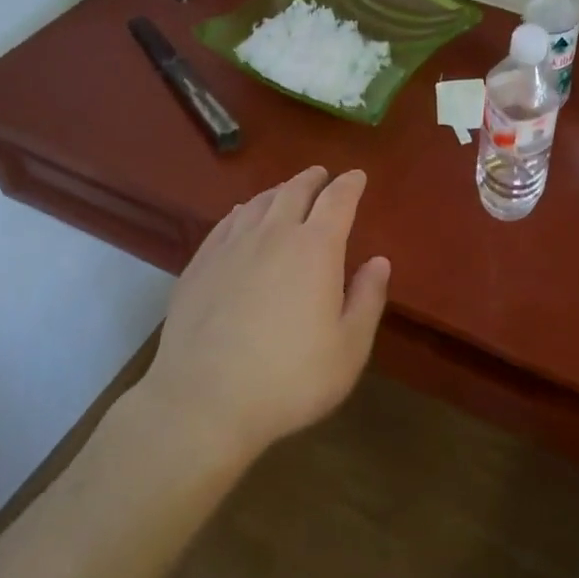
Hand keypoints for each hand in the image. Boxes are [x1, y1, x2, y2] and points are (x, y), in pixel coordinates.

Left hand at [137, 166, 390, 466]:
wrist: (203, 402)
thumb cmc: (289, 379)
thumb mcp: (348, 349)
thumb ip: (367, 299)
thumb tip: (379, 261)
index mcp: (315, 249)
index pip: (337, 200)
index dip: (350, 184)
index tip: (357, 176)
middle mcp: (273, 235)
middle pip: (295, 192)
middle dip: (313, 179)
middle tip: (322, 175)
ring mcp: (231, 247)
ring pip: (258, 204)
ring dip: (278, 191)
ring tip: (286, 191)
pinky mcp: (199, 265)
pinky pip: (226, 223)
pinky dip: (243, 211)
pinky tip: (242, 216)